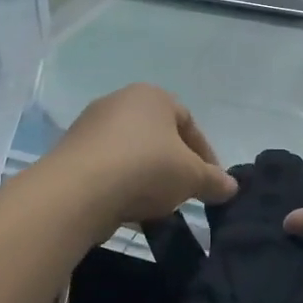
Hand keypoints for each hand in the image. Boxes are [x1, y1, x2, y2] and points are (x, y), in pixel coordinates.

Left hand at [45, 85, 237, 229]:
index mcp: (152, 95)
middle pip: (158, 136)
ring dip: (147, 177)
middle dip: (174, 165)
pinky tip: (129, 207)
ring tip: (157, 205)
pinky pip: (108, 167)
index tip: (211, 182)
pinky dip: (122, 185)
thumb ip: (214, 180)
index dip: (205, 155)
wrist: (78, 190)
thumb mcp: (192, 177)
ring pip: (132, 153)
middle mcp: (119, 101)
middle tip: (185, 192)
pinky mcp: (71, 152)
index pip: (189, 122)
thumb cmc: (146, 168)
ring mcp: (90, 126)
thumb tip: (231, 186)